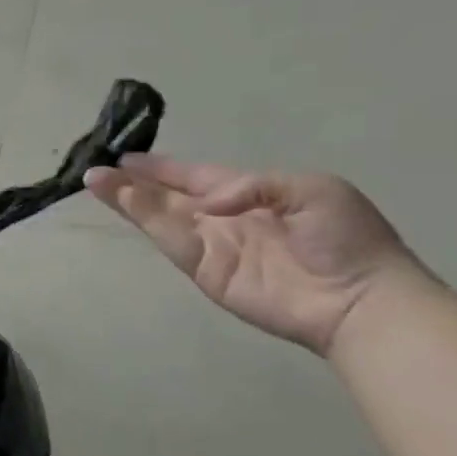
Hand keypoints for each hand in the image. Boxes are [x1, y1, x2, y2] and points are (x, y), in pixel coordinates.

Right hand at [84, 155, 426, 354]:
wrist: (361, 298)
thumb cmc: (346, 238)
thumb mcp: (313, 189)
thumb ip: (253, 184)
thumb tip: (207, 203)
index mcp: (250, 194)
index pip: (195, 176)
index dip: (162, 168)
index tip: (126, 157)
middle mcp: (222, 218)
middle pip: (168, 196)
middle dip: (132, 182)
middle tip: (96, 168)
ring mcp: (211, 246)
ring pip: (159, 215)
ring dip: (127, 198)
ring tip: (95, 180)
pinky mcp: (204, 271)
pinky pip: (170, 239)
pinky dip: (145, 219)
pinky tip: (123, 200)